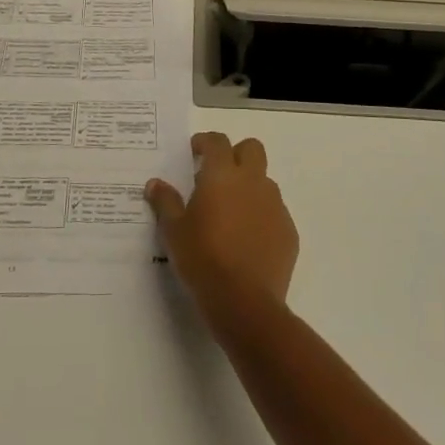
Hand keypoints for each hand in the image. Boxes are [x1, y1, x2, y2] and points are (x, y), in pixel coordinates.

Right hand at [145, 133, 298, 313]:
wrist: (245, 302)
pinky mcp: (288, 231)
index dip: (205, 142)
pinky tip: (247, 240)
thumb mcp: (174, 231)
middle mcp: (253, 182)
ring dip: (249, 186)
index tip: (195, 152)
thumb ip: (165, 202)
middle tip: (216, 175)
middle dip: (235, 154)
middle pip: (251, 149)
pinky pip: (274, 212)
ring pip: (264, 181)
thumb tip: (155, 184)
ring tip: (230, 213)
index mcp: (223, 176)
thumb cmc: (203, 259)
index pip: (217, 142)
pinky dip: (261, 216)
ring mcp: (275, 206)